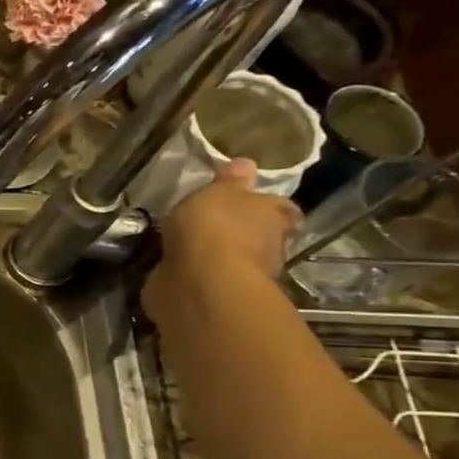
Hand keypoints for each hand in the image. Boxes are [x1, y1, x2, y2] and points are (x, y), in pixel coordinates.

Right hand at [144, 159, 300, 313]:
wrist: (199, 282)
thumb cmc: (214, 227)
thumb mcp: (218, 193)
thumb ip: (230, 182)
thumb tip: (246, 164)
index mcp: (273, 215)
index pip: (281, 208)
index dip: (266, 204)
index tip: (248, 202)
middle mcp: (267, 245)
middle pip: (259, 234)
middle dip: (240, 230)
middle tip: (212, 223)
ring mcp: (243, 273)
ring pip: (233, 257)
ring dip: (216, 253)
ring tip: (188, 246)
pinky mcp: (216, 294)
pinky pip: (207, 277)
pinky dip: (196, 272)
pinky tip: (177, 266)